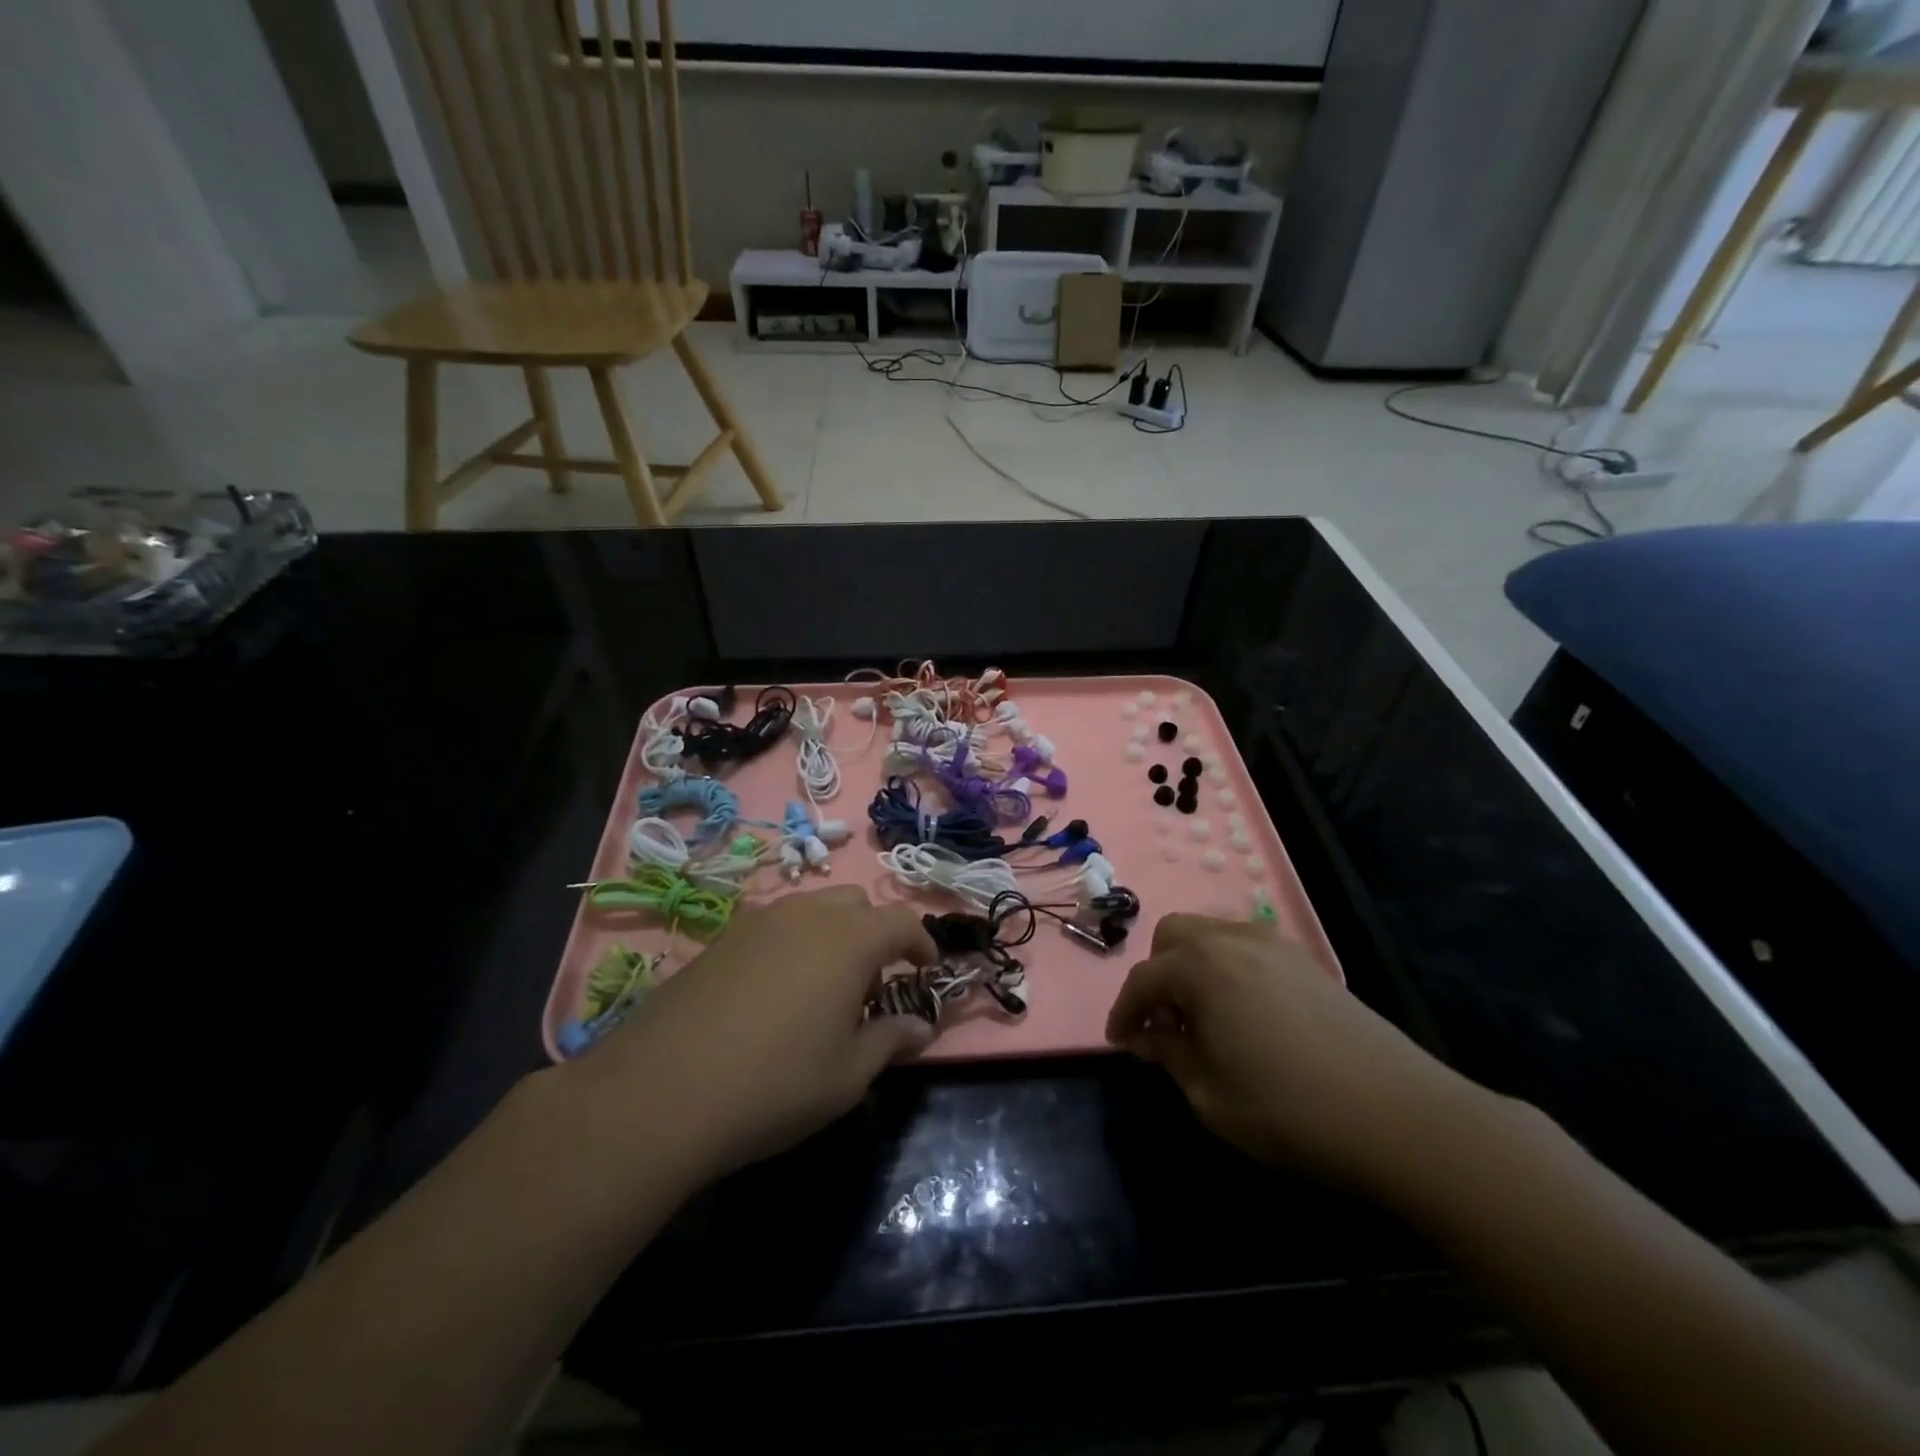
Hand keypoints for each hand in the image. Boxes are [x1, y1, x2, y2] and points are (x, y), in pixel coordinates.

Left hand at [566, 887, 937, 1182]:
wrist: (662, 1091)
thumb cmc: (775, 1084)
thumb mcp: (847, 1075)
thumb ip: (890, 1041)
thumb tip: (921, 1027)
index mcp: (849, 940)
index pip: (901, 922)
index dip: (921, 943)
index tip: (926, 970)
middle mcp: (807, 915)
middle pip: (857, 904)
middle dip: (876, 933)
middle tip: (872, 983)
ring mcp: (759, 921)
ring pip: (813, 908)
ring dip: (834, 934)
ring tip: (824, 986)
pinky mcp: (722, 937)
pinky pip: (774, 925)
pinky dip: (793, 943)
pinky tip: (775, 991)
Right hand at [1105, 914, 1489, 1193]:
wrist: (1402, 1117)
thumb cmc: (1291, 1112)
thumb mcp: (1211, 1096)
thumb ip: (1170, 1055)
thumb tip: (1147, 1036)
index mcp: (1201, 968)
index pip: (1143, 979)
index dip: (1124, 1012)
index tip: (1119, 1042)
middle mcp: (1232, 940)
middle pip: (1173, 936)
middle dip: (1156, 975)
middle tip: (1162, 1023)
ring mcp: (1274, 945)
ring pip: (1210, 933)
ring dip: (1190, 965)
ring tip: (1201, 1018)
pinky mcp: (1306, 961)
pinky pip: (1245, 946)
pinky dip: (1226, 967)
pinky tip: (1242, 1013)